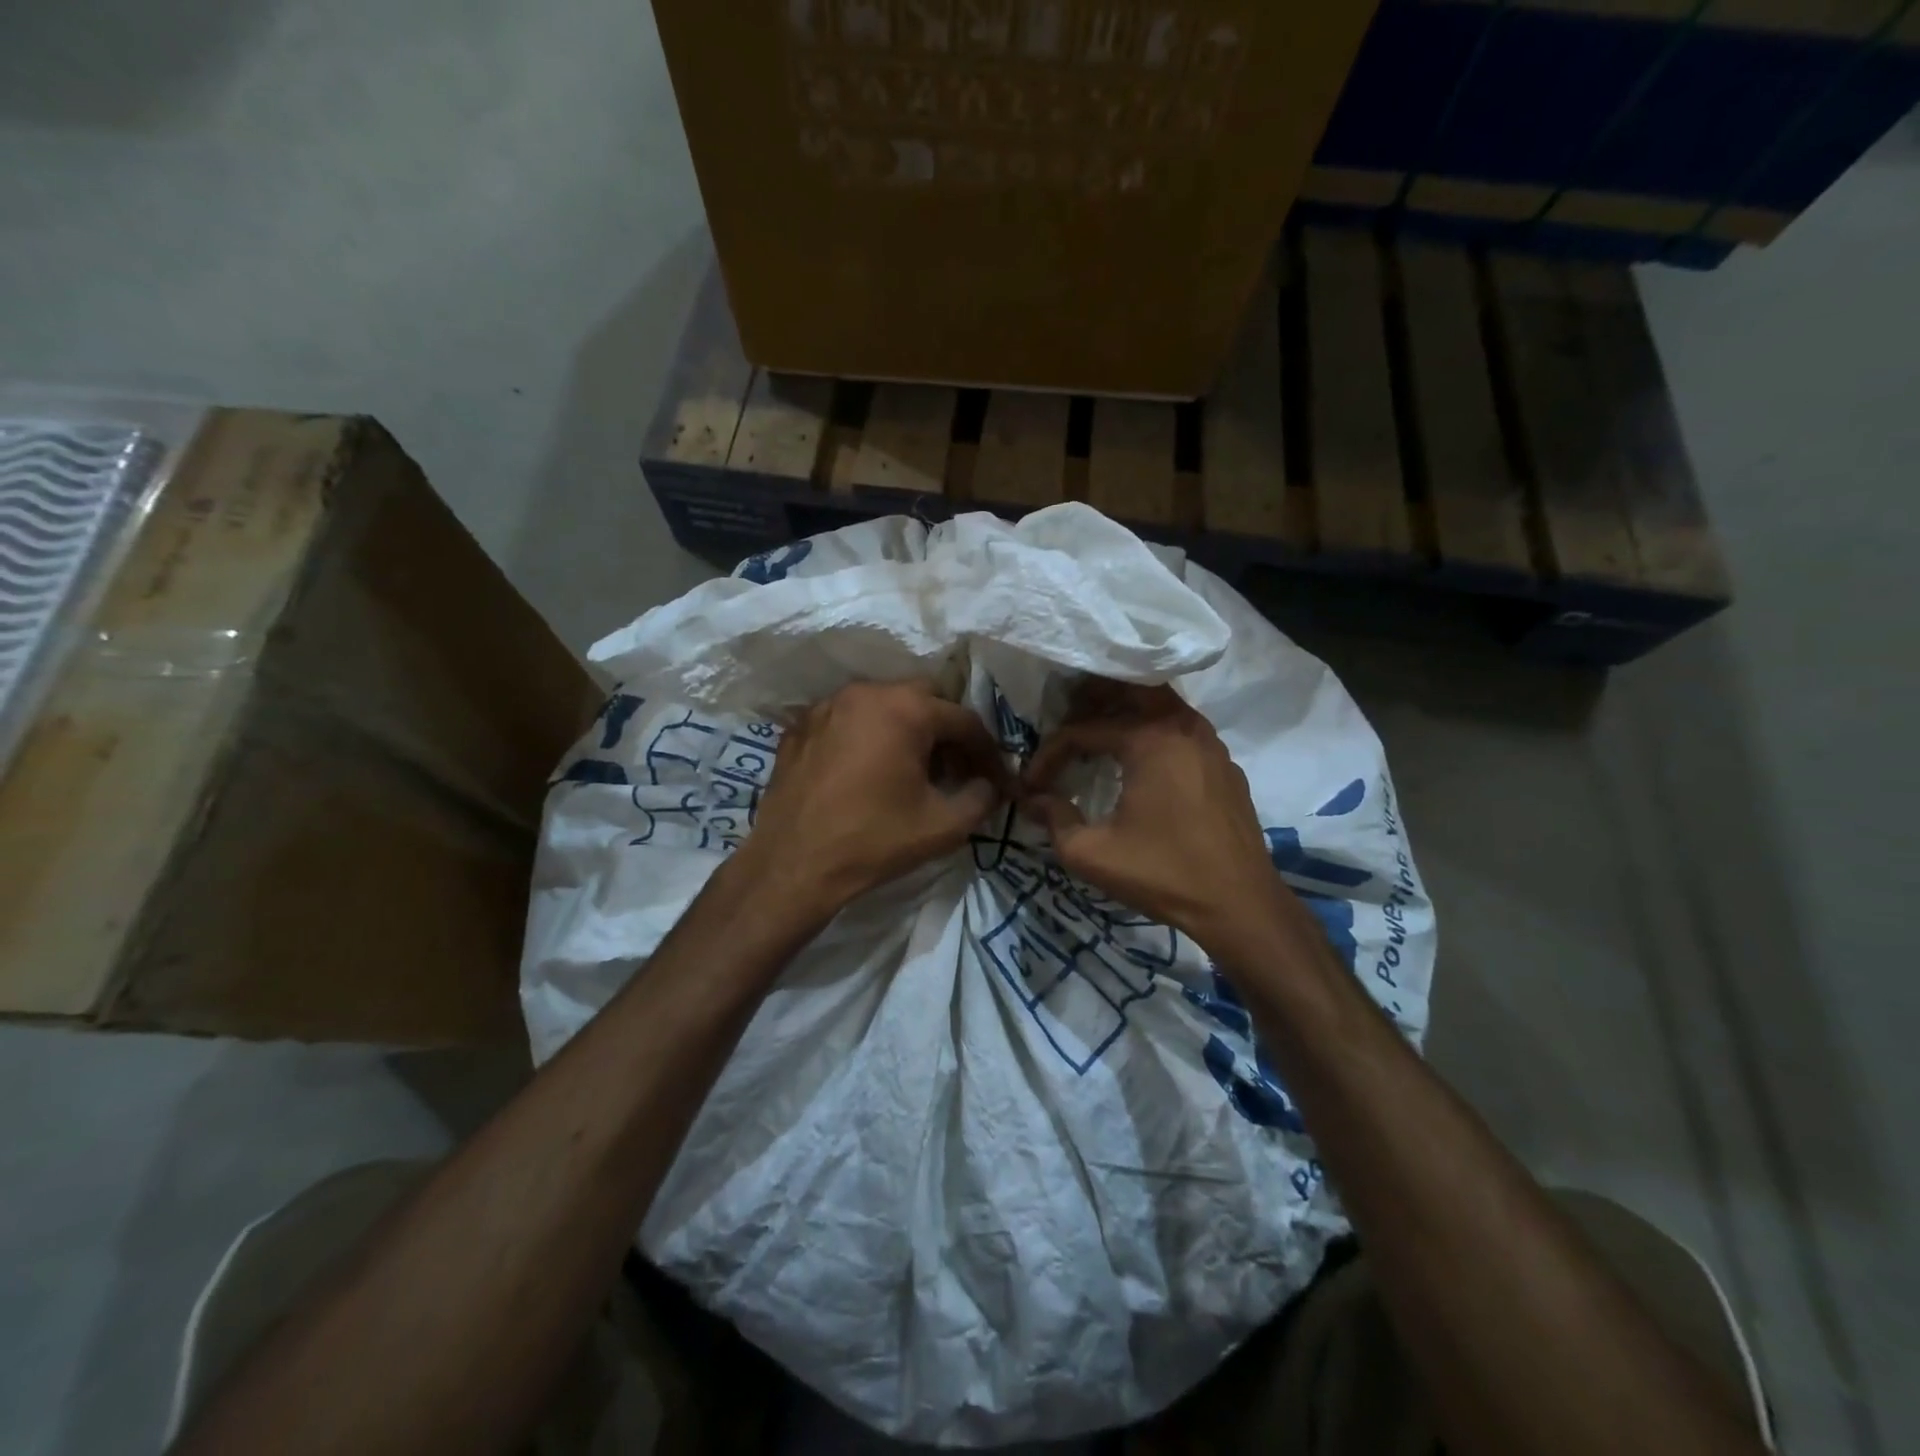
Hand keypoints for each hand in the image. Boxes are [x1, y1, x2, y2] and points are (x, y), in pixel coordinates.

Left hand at [737, 680, 1012, 916]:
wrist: (792, 865)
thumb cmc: (874, 841)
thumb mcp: (944, 826)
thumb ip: (982, 797)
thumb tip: (990, 785)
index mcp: (905, 708)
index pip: (964, 719)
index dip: (987, 751)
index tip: (996, 780)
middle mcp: (865, 692)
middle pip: (924, 699)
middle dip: (946, 731)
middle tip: (954, 770)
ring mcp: (827, 706)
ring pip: (883, 704)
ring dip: (906, 730)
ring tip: (911, 771)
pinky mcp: (800, 726)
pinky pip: (848, 720)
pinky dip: (867, 736)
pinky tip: (868, 772)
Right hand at [1021, 682, 1278, 946]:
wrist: (1240, 906)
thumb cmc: (1162, 874)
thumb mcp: (1092, 853)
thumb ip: (1054, 819)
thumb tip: (1032, 800)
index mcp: (1151, 739)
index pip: (1083, 730)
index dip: (1050, 755)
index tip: (1033, 785)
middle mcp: (1184, 727)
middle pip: (1129, 691)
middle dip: (1091, 700)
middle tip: (1063, 721)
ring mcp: (1211, 744)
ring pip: (1160, 707)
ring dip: (1125, 714)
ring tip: (1096, 737)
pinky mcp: (1226, 766)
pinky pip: (1181, 733)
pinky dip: (1154, 735)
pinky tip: (1140, 765)